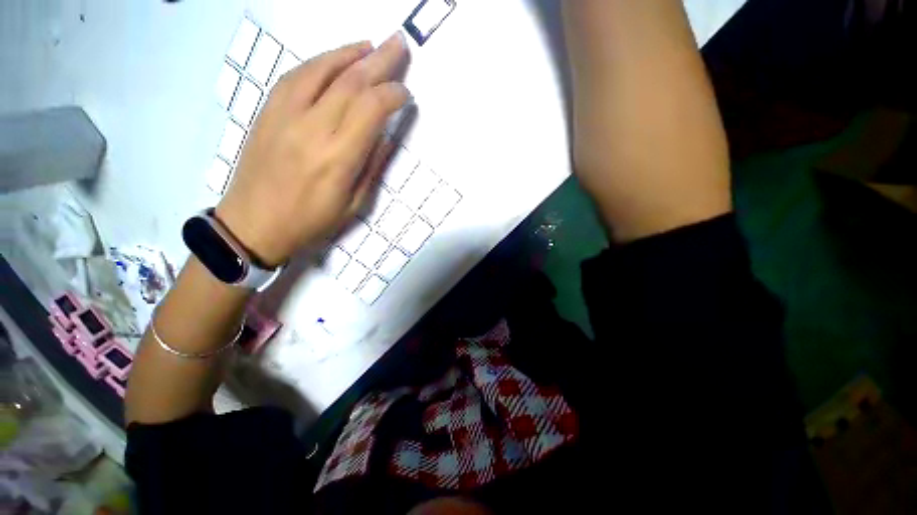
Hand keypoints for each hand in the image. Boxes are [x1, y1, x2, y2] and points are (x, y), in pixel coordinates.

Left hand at [216, 33, 409, 266]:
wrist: (254, 224)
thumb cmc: (311, 221)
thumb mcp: (355, 204)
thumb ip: (371, 166)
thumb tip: (384, 134)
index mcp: (338, 158)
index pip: (371, 110)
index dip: (392, 94)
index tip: (406, 93)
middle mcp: (312, 129)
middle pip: (350, 82)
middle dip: (379, 60)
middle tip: (399, 43)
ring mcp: (285, 115)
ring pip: (321, 70)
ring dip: (349, 53)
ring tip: (370, 45)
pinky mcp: (268, 112)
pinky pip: (296, 76)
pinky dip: (319, 61)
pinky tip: (335, 58)